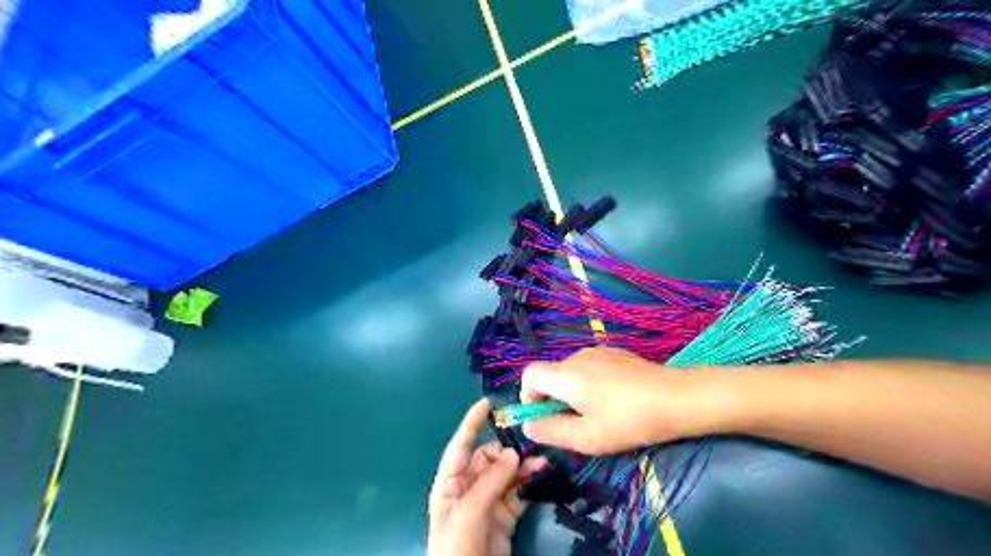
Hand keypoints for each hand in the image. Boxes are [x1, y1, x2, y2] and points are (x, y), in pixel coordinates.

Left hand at [429, 400, 544, 555]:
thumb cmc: (457, 547)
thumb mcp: (469, 512)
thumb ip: (490, 481)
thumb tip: (513, 452)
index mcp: (451, 483)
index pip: (461, 446)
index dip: (472, 423)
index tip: (487, 403)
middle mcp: (469, 488)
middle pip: (489, 459)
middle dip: (507, 449)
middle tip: (529, 443)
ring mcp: (488, 502)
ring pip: (507, 474)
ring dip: (523, 466)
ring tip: (543, 461)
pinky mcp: (505, 517)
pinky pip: (519, 492)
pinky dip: (530, 483)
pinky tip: (542, 475)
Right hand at [520, 348, 711, 455]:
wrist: (676, 398)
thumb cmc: (629, 421)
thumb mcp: (587, 437)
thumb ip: (551, 431)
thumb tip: (528, 426)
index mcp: (565, 375)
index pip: (529, 375)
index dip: (528, 396)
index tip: (544, 418)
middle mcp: (577, 357)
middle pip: (551, 375)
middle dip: (554, 400)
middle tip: (577, 424)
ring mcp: (597, 352)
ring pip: (571, 372)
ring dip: (573, 393)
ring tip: (599, 414)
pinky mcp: (615, 353)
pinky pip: (590, 368)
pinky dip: (590, 384)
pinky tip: (615, 400)